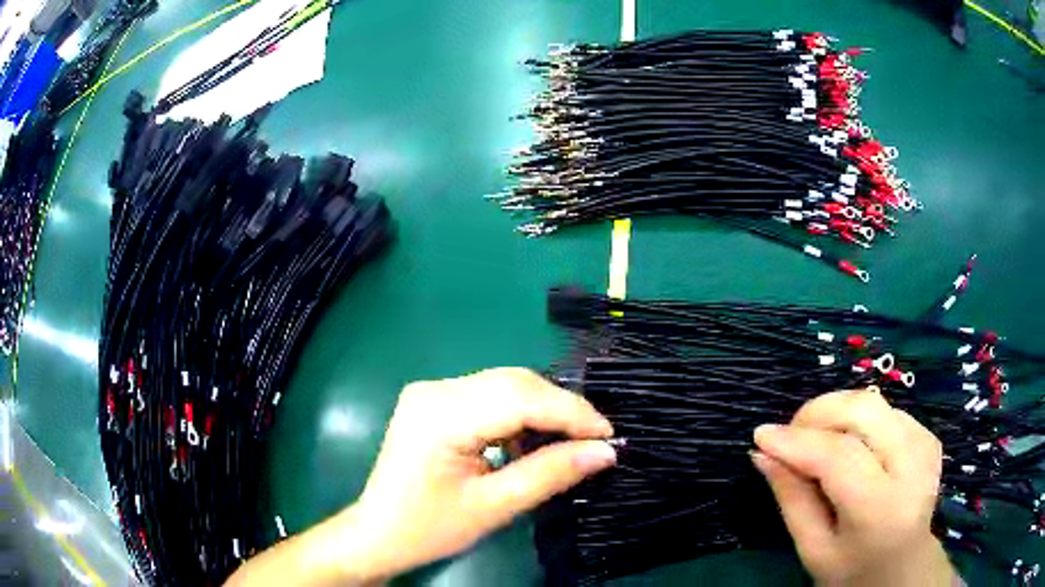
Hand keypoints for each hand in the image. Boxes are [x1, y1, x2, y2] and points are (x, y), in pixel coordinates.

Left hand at [347, 368, 615, 580]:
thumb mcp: (494, 507)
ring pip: (505, 386)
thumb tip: (604, 451)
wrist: (378, 534)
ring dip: (542, 410)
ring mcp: (432, 392)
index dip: (570, 412)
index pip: (520, 398)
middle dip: (560, 408)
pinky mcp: (434, 402)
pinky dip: (518, 415)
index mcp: (440, 415)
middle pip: (513, 383)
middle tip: (596, 438)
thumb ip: (550, 474)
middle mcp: (435, 390)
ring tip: (570, 442)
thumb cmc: (429, 529)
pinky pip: (489, 397)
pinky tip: (531, 441)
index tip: (608, 434)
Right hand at [752, 388, 957, 586]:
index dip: (797, 441)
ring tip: (814, 441)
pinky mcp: (927, 436)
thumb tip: (762, 454)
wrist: (904, 569)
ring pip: (874, 402)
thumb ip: (791, 499)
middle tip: (790, 435)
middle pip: (864, 410)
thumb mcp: (813, 549)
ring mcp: (925, 444)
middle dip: (819, 412)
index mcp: (881, 509)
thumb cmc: (852, 570)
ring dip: (836, 412)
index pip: (839, 456)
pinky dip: (856, 419)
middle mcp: (912, 467)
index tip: (761, 435)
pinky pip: (885, 410)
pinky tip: (847, 445)